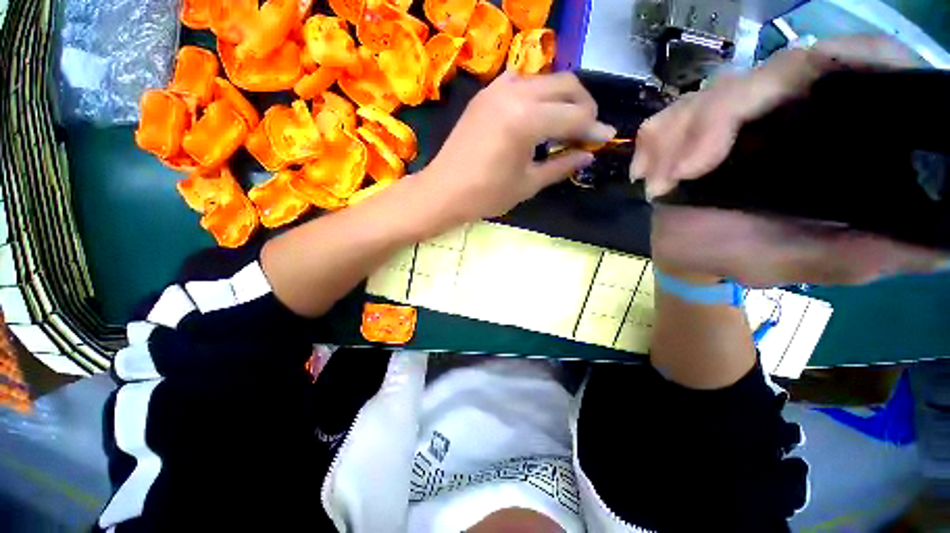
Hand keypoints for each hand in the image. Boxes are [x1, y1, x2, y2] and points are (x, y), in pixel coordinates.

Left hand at [419, 72, 614, 221]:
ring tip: (564, 122)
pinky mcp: (485, 94)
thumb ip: (561, 165)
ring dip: (562, 96)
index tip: (606, 138)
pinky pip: (521, 81)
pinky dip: (537, 93)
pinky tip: (536, 114)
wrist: (444, 191)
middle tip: (587, 130)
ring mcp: (497, 89)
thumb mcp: (528, 184)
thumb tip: (588, 154)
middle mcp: (515, 93)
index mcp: (527, 120)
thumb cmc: (486, 195)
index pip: (575, 115)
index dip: (594, 128)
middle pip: (566, 85)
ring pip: (545, 78)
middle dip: (584, 106)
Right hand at [633, 36, 946, 285]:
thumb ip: (861, 254)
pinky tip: (645, 176)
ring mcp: (735, 118)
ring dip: (671, 140)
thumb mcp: (805, 261)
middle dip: (709, 125)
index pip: (848, 67)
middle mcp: (788, 112)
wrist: (687, 256)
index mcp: (830, 135)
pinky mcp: (692, 129)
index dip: (838, 58)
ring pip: (705, 97)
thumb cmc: (743, 256)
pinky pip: (666, 118)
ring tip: (657, 186)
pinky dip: (651, 144)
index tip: (790, 91)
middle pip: (762, 78)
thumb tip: (943, 244)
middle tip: (678, 177)